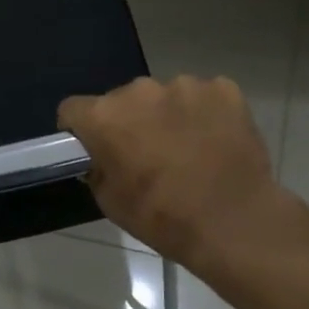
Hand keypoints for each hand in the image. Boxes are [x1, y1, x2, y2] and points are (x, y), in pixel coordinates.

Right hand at [58, 76, 288, 271]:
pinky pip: (204, 97)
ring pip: (165, 96)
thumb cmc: (163, 218)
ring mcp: (186, 85)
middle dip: (129, 121)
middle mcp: (140, 90)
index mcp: (105, 116)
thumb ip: (98, 169)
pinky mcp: (224, 89)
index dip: (80, 130)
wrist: (234, 223)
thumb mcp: (111, 203)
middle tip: (147, 154)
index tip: (94, 149)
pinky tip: (215, 143)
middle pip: (123, 100)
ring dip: (168, 116)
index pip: (74, 109)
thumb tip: (102, 158)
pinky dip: (205, 115)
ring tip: (188, 150)